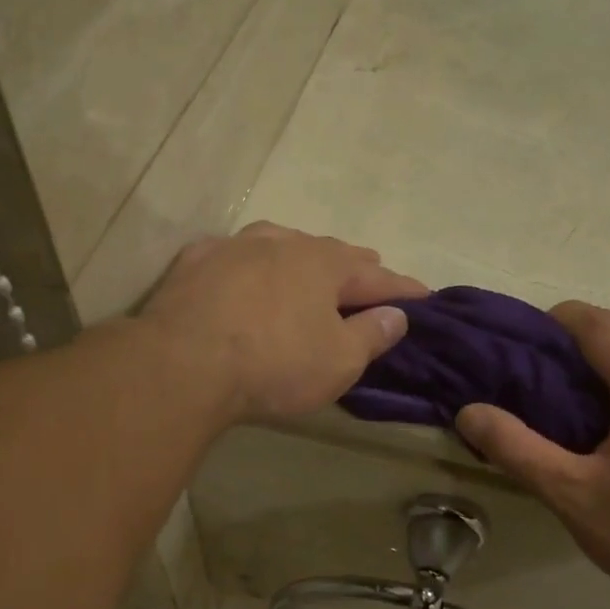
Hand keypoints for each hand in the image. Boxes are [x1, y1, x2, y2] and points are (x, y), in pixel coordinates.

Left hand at [142, 222, 427, 422]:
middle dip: (355, 265)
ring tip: (310, 265)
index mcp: (325, 265)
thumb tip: (396, 315)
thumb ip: (371, 335)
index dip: (403, 289)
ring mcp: (235, 247)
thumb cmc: (274, 365)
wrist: (184, 363)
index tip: (425, 296)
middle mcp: (283, 243)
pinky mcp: (195, 262)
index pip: (377, 275)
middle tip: (371, 272)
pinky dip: (251, 264)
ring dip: (301, 256)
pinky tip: (245, 271)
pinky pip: (235, 256)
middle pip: (329, 252)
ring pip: (279, 243)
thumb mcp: (338, 362)